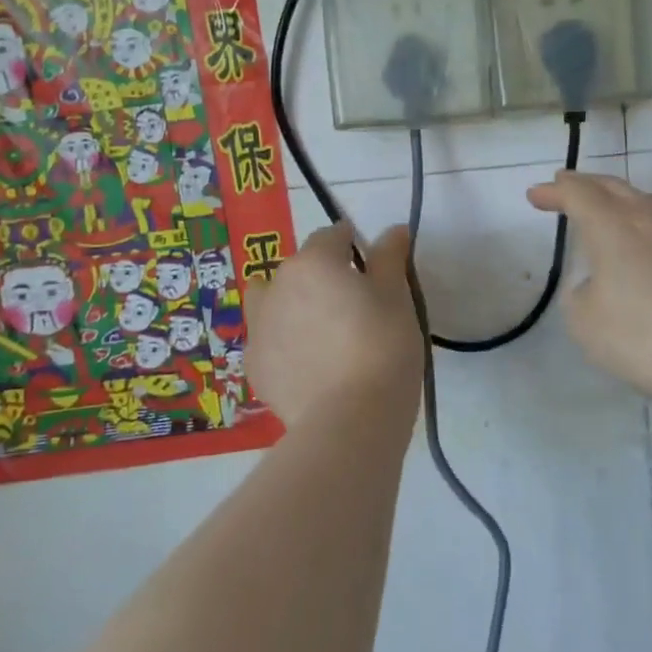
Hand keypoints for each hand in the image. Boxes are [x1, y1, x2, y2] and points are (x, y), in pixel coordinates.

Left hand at [246, 223, 423, 425]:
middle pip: (299, 268)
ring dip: (291, 304)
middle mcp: (277, 286)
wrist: (350, 420)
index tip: (372, 268)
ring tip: (320, 331)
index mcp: (313, 262)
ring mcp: (259, 328)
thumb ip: (390, 258)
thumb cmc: (382, 347)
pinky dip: (284, 343)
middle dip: (322, 276)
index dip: (353, 245)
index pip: (332, 236)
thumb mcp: (397, 297)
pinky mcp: (254, 367)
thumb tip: (393, 230)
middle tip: (354, 306)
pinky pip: (268, 341)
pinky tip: (309, 365)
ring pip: (271, 301)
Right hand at [527, 171, 651, 404]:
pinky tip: (647, 242)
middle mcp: (649, 219)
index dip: (554, 191)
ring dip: (617, 199)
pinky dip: (645, 223)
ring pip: (644, 201)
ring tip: (604, 208)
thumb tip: (596, 283)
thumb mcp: (585, 322)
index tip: (535, 195)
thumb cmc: (643, 338)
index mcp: (613, 228)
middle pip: (612, 187)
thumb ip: (579, 294)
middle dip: (584, 184)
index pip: (578, 194)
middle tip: (564, 185)